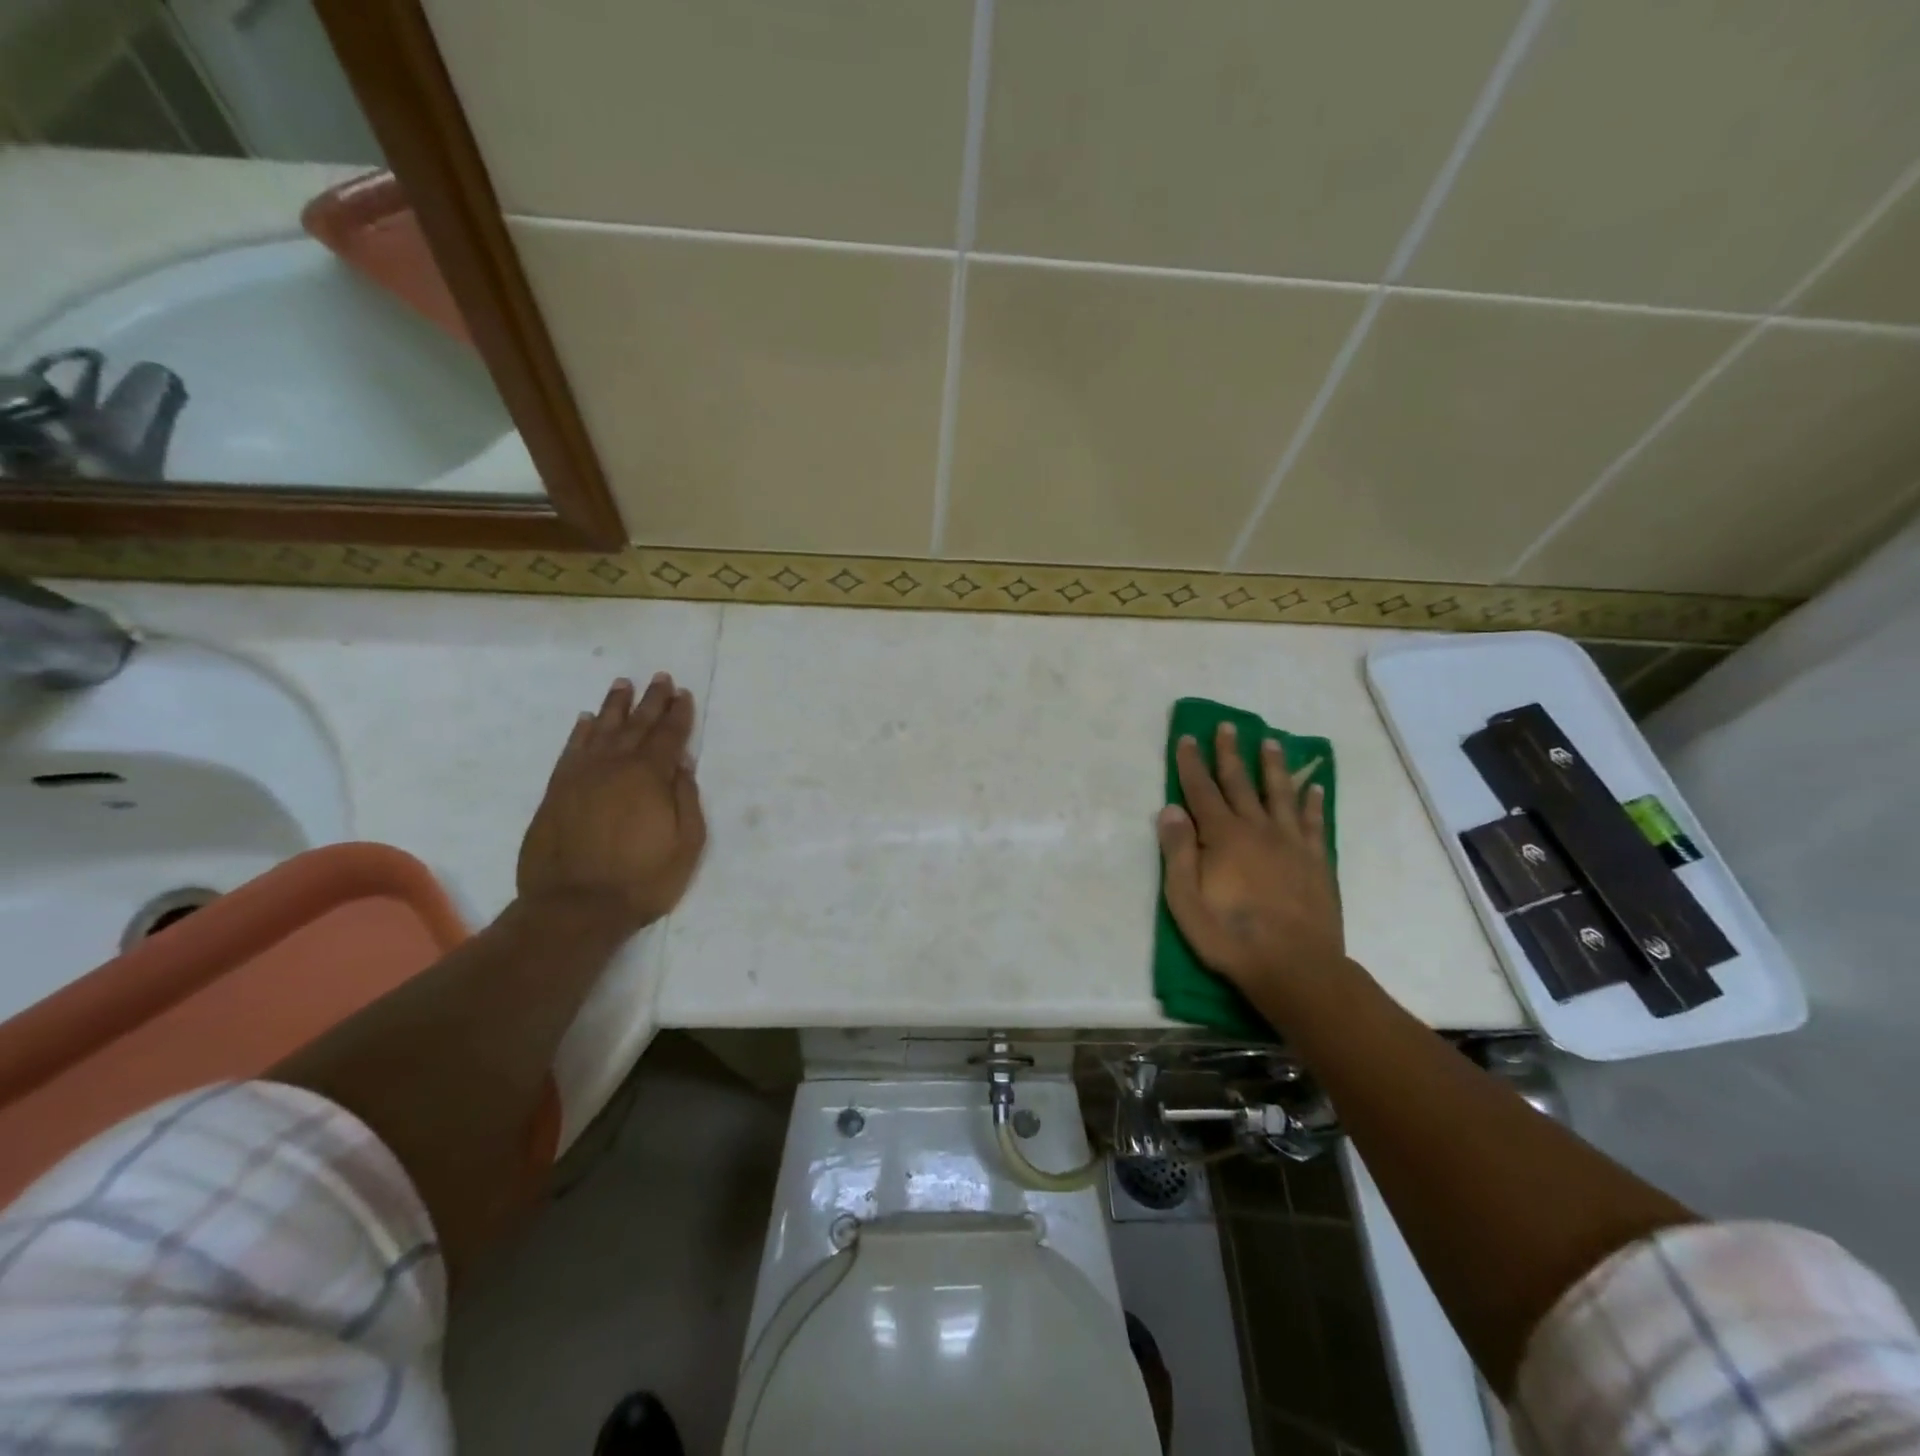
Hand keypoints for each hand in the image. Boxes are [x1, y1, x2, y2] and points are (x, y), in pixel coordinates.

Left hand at [516, 674, 707, 936]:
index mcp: (649, 776)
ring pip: (601, 730)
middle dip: (651, 700)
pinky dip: (581, 732)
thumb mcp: (686, 844)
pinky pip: (571, 750)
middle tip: (659, 678)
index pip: (668, 736)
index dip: (677, 713)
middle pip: (636, 725)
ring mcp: (581, 776)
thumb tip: (680, 763)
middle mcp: (614, 766)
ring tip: (623, 684)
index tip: (682, 692)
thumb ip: (686, 799)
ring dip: (615, 706)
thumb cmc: (642, 879)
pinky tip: (587, 720)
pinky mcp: (556, 791)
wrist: (573, 907)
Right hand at [1156, 723, 1343, 1005]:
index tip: (1187, 738)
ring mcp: (1290, 843)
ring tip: (1270, 742)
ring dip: (1272, 766)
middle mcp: (1257, 829)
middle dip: (1229, 753)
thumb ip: (1178, 852)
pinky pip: (1313, 821)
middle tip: (1227, 726)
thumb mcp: (1185, 900)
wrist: (1295, 967)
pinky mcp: (1315, 860)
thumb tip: (1170, 809)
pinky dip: (1312, 801)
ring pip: (1279, 793)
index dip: (1191, 763)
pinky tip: (1313, 786)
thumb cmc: (1230, 936)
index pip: (1201, 790)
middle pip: (1240, 783)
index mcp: (1222, 837)